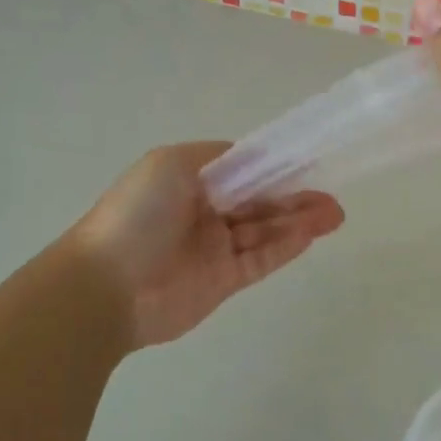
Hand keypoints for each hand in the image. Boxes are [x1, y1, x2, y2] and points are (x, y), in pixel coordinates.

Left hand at [67, 142, 343, 350]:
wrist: (105, 286)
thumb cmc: (137, 214)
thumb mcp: (172, 164)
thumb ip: (219, 158)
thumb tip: (255, 155)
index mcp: (190, 182)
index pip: (242, 171)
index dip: (274, 167)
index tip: (307, 162)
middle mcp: (204, 212)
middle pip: (259, 202)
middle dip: (295, 196)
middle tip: (331, 197)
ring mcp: (214, 249)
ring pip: (265, 231)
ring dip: (299, 221)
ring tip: (334, 214)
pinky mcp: (222, 282)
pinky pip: (260, 260)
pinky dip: (285, 246)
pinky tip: (310, 235)